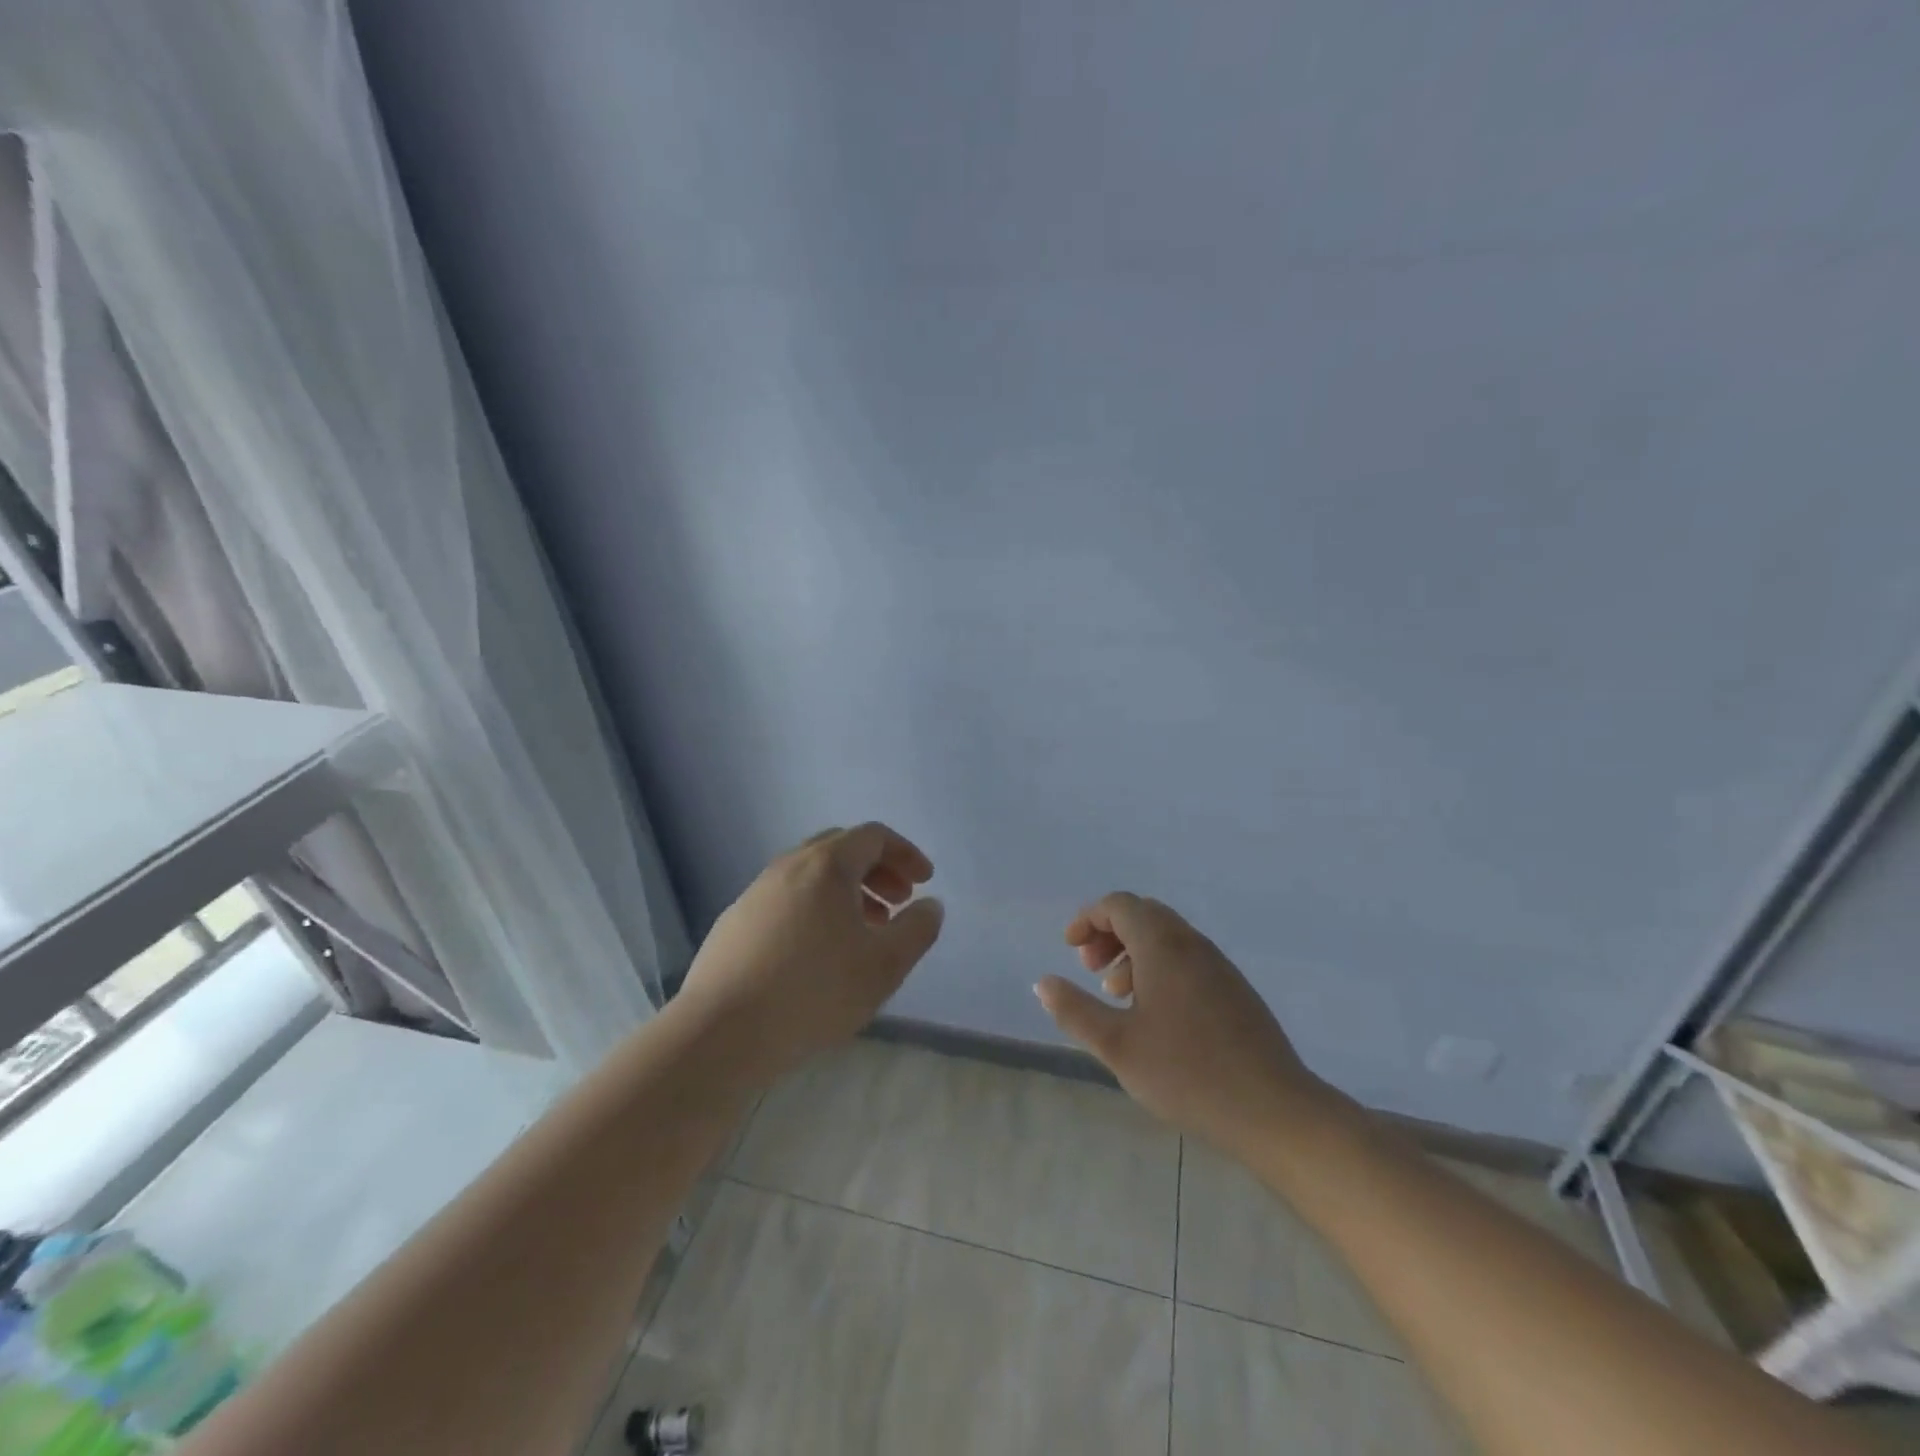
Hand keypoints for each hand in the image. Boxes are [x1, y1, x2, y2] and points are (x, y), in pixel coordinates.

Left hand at [674, 823, 943, 1079]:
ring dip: (846, 892)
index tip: (924, 881)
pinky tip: (818, 953)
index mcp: (827, 865)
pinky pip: (786, 900)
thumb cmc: (814, 992)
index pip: (873, 836)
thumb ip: (917, 929)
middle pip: (841, 849)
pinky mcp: (734, 922)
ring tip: (863, 931)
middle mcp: (788, 866)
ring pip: (811, 876)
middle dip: (877, 870)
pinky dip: (815, 909)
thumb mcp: (884, 965)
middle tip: (898, 902)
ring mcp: (756, 893)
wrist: (721, 1033)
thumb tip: (930, 905)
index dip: (905, 853)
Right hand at [1035, 893, 1328, 1154]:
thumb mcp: (1117, 1045)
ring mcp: (1219, 966)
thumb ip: (1075, 1011)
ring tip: (1116, 995)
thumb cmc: (1187, 1074)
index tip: (1070, 949)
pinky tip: (1154, 1014)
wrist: (1274, 1110)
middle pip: (1144, 914)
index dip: (1089, 918)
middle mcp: (1192, 944)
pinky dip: (1160, 968)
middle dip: (1110, 933)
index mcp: (1163, 945)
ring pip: (1167, 937)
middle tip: (1090, 969)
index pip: (1120, 905)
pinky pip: (1187, 958)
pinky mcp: (1235, 990)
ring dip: (1134, 952)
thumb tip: (1044, 983)